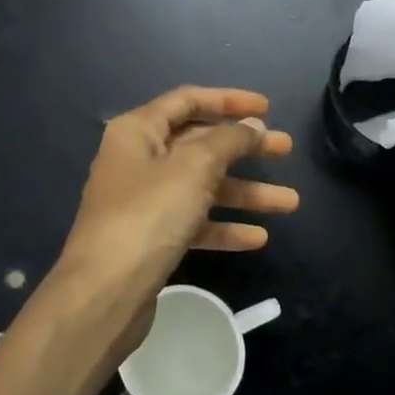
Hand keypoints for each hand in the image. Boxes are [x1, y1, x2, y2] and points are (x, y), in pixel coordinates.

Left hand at [46, 86, 296, 357]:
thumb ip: (228, 141)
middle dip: (244, 148)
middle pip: (199, 144)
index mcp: (138, 131)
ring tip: (290, 202)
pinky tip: (258, 238)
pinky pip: (194, 222)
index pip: (188, 100)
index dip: (229, 100)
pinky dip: (224, 226)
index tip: (267, 108)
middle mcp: (138, 160)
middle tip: (285, 149)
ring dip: (245, 192)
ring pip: (202, 187)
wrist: (104, 293)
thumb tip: (252, 125)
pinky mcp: (151, 239)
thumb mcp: (194, 168)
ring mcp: (144, 202)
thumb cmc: (148, 215)